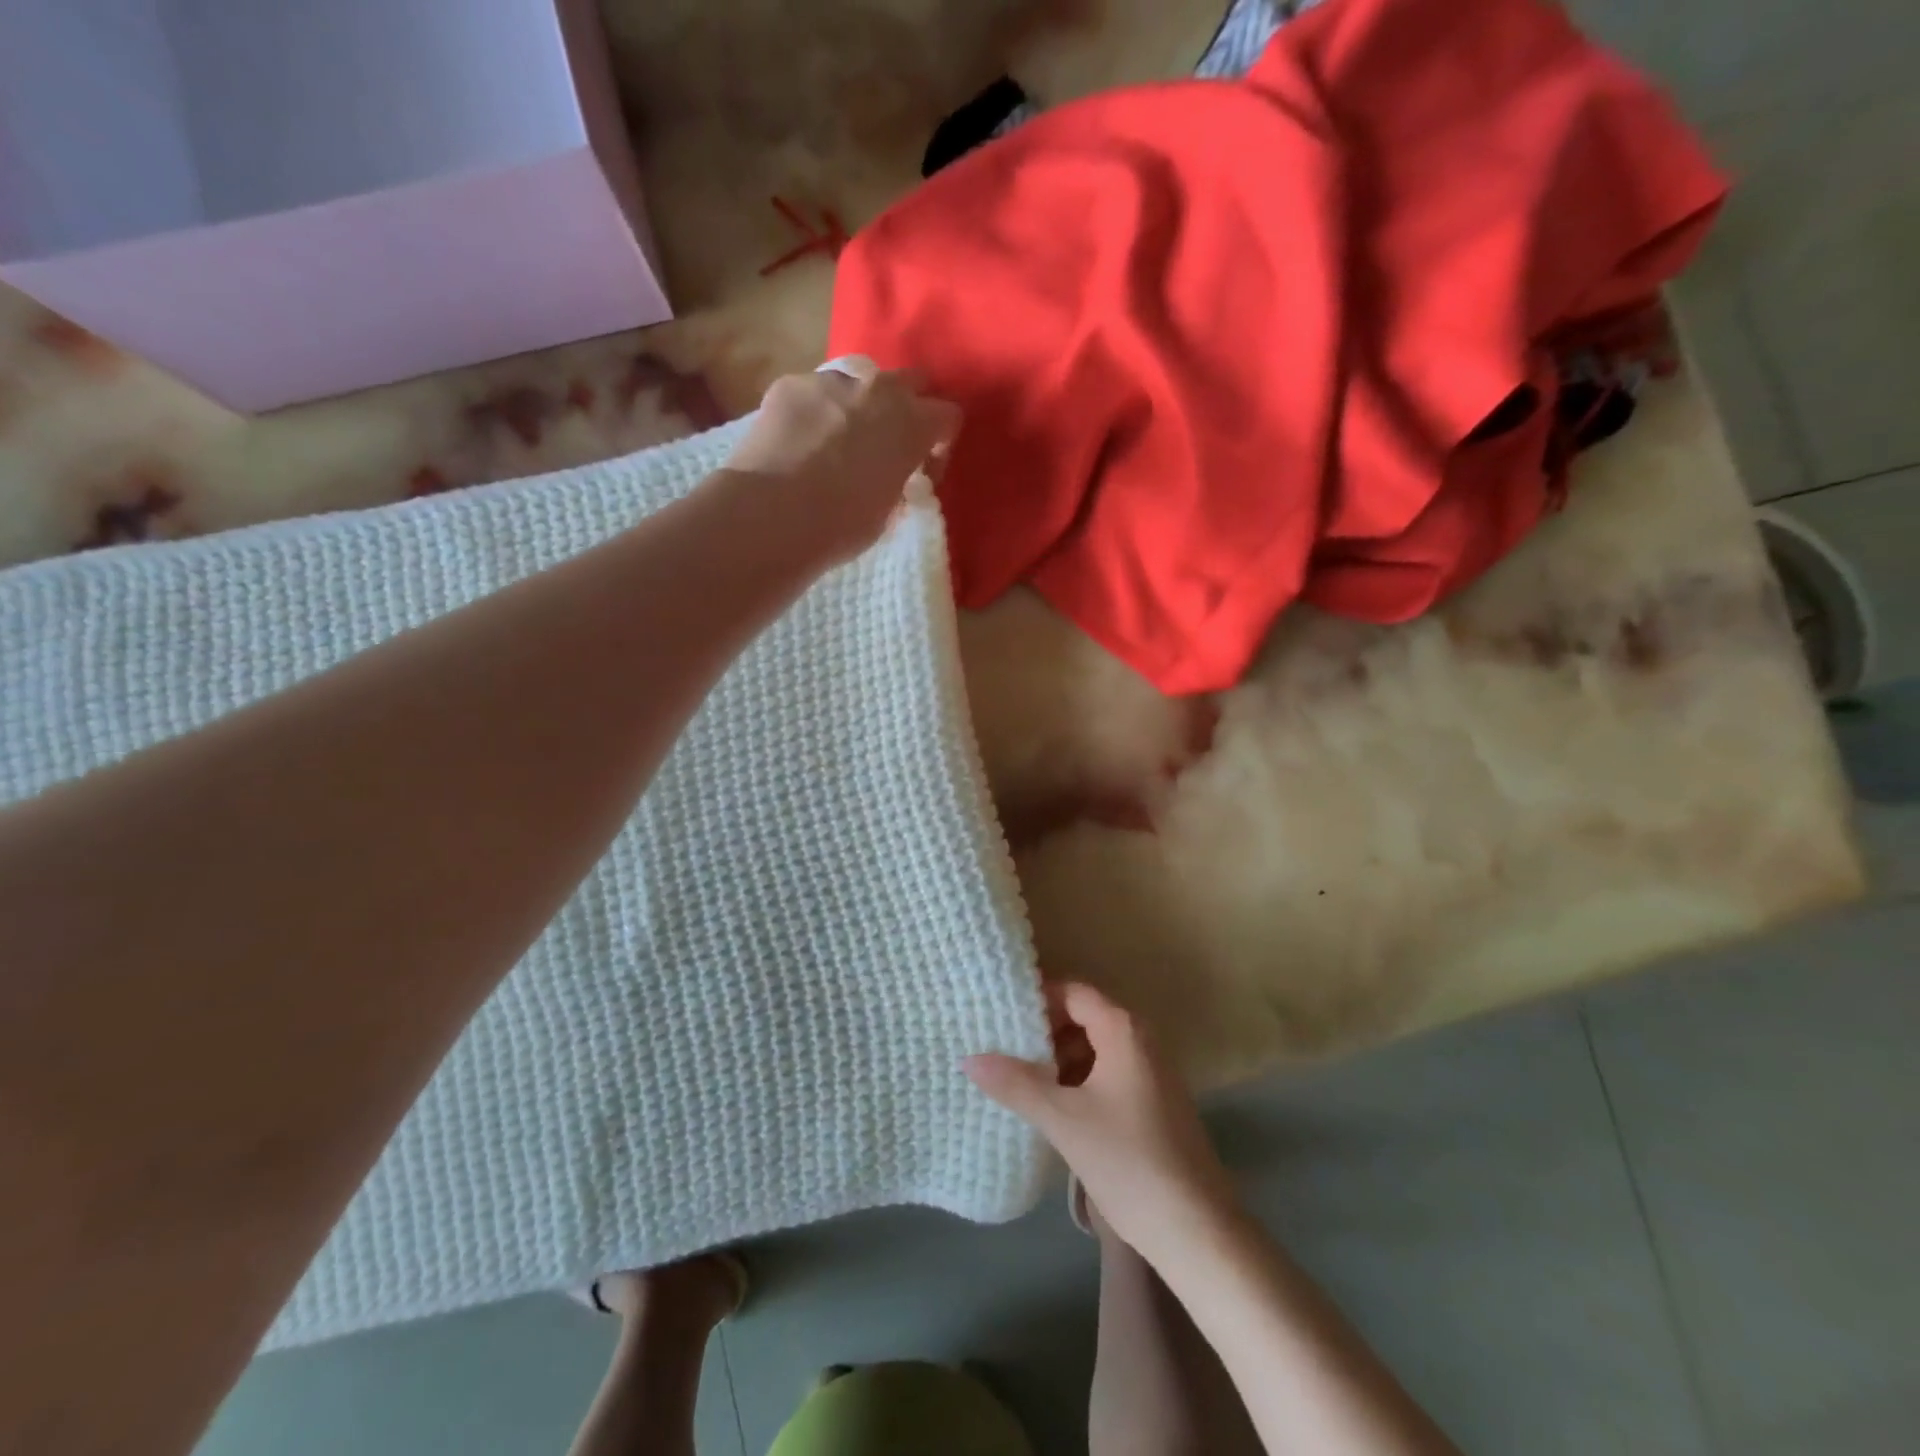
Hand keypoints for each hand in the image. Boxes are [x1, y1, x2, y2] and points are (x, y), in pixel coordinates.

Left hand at [722, 359, 960, 561]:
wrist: (773, 515)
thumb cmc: (841, 526)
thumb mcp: (887, 513)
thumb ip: (897, 483)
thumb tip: (891, 479)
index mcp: (911, 425)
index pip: (948, 416)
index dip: (940, 444)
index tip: (923, 471)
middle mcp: (878, 390)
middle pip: (909, 381)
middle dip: (905, 408)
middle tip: (887, 446)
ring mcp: (830, 381)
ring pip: (857, 383)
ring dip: (856, 408)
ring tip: (834, 445)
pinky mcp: (790, 384)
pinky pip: (812, 392)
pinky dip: (813, 413)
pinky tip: (797, 443)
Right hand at [964, 983, 1238, 1259]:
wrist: (1198, 1232)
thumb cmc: (1129, 1161)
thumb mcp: (1063, 1119)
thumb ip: (1016, 1083)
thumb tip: (969, 1058)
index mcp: (1123, 1030)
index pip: (1073, 992)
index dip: (1036, 998)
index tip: (999, 1013)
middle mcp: (1141, 1041)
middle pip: (1083, 1018)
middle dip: (1043, 1031)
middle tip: (1001, 1047)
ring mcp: (1151, 1074)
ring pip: (1094, 1049)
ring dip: (1059, 1060)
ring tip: (1017, 1079)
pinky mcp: (1153, 1104)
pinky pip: (1107, 1075)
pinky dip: (1078, 1081)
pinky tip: (1052, 1107)